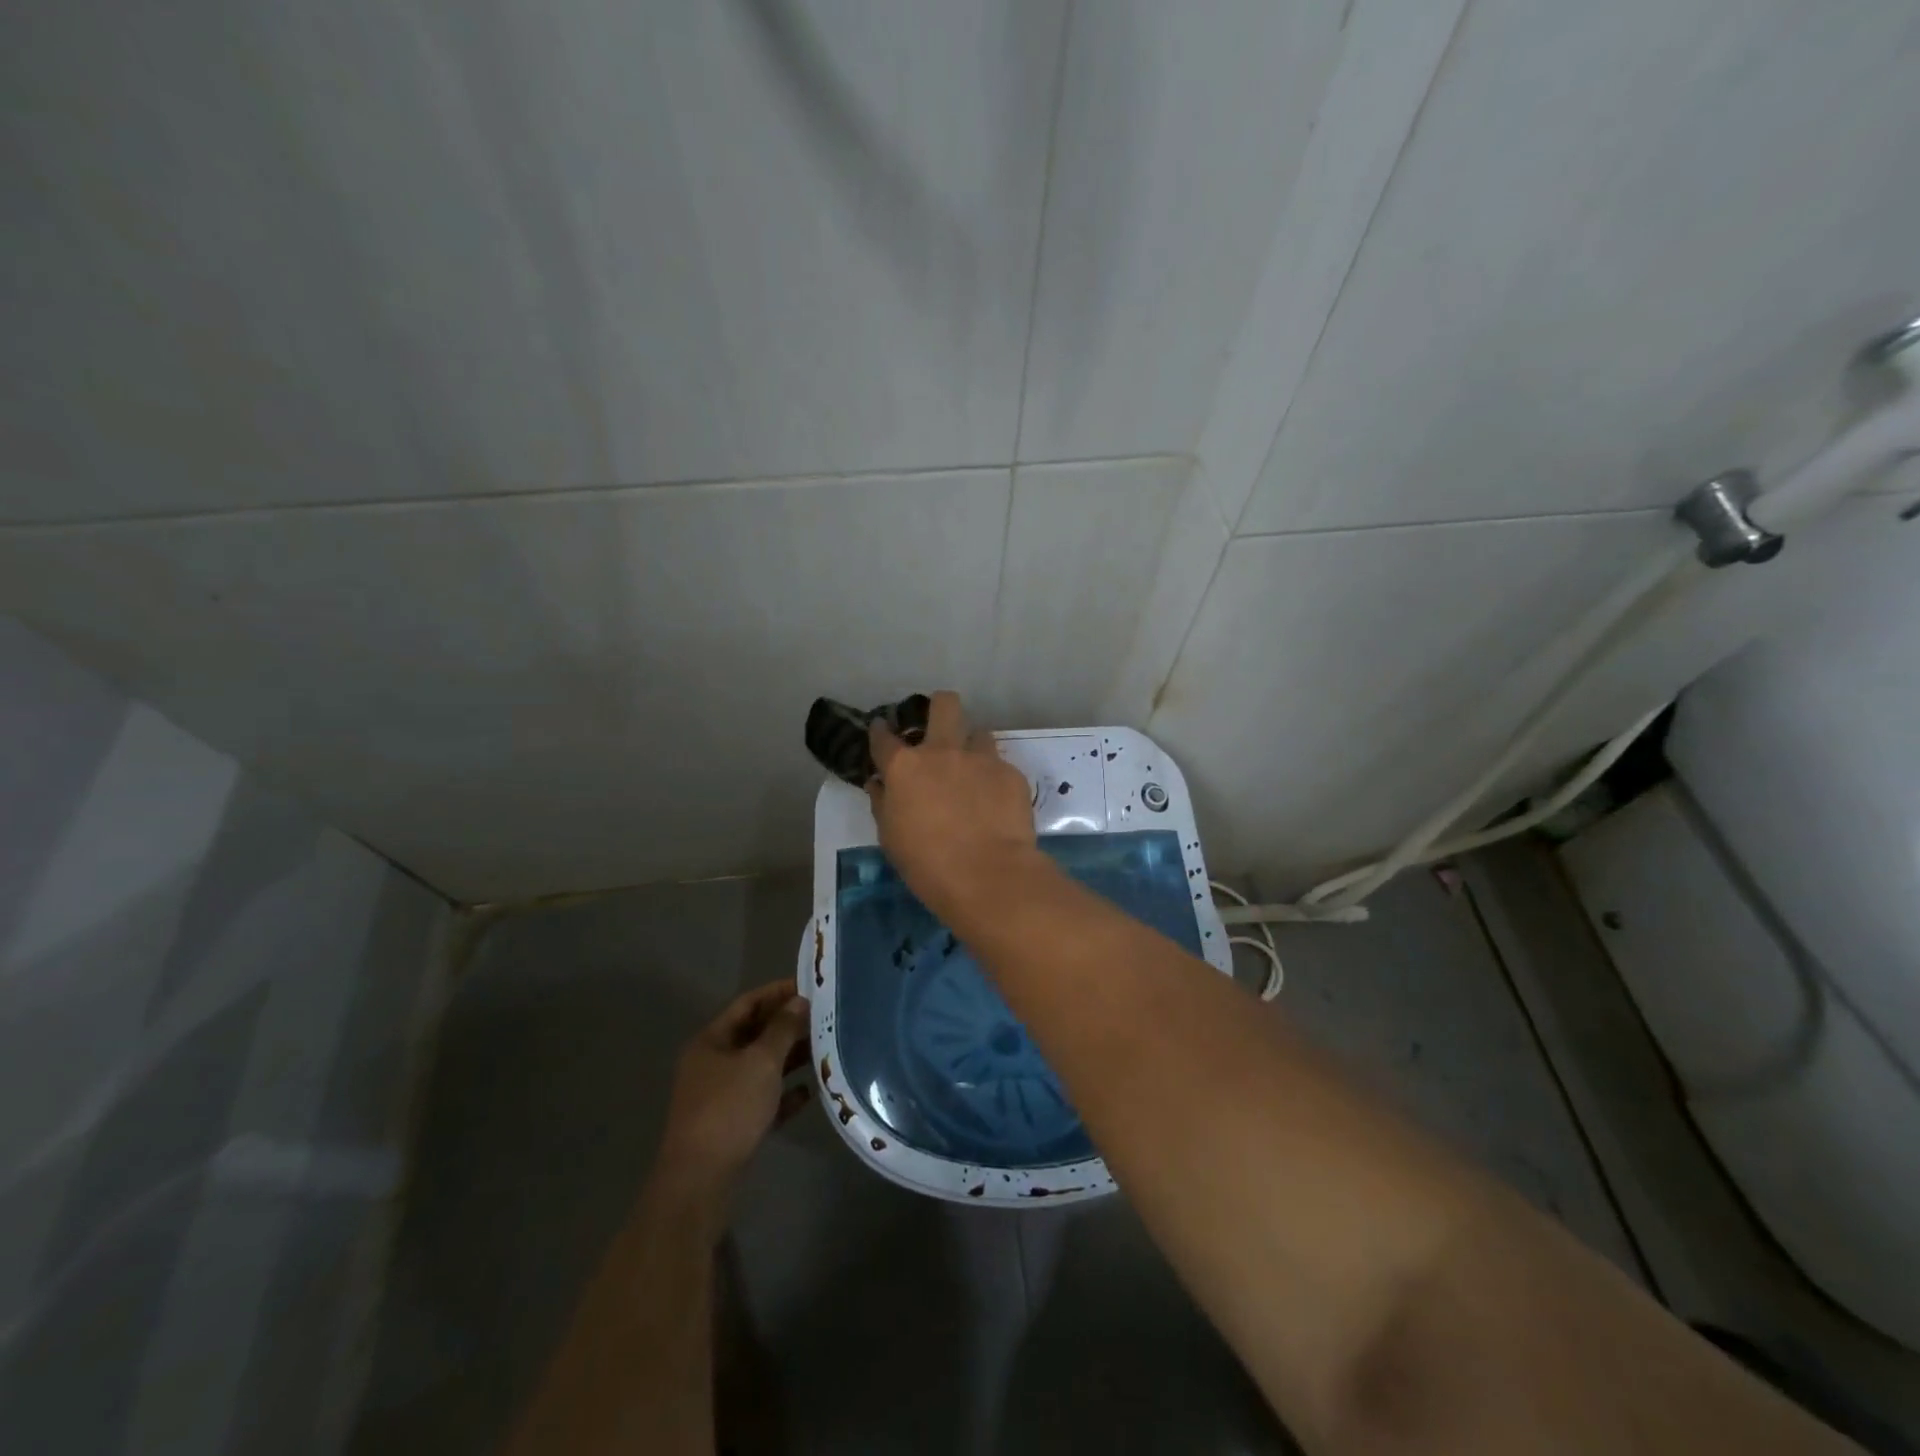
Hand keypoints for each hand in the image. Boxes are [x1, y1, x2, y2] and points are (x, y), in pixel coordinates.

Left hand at [654, 979, 809, 1195]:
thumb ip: (782, 1029)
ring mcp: (720, 1096)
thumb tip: (799, 1001)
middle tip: (822, 1017)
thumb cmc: (729, 1109)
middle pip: (754, 1034)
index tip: (809, 986)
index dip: (777, 992)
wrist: (700, 1181)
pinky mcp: (731, 1126)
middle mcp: (712, 1064)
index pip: (747, 1004)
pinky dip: (784, 1093)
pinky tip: (809, 1091)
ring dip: (789, 1058)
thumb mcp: (761, 1062)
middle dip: (787, 1025)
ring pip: (760, 1067)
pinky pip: (762, 1099)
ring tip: (823, 1049)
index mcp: (711, 1041)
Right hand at [868, 691, 1038, 919]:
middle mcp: (942, 752)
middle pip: (944, 705)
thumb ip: (883, 803)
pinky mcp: (1011, 773)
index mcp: (905, 767)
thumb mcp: (891, 837)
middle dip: (940, 707)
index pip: (884, 736)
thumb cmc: (927, 864)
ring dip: (972, 748)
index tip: (882, 731)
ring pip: (978, 733)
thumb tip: (879, 783)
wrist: (988, 875)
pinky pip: (1000, 766)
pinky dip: (994, 779)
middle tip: (939, 728)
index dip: (880, 731)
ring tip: (973, 773)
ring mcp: (981, 759)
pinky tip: (995, 803)